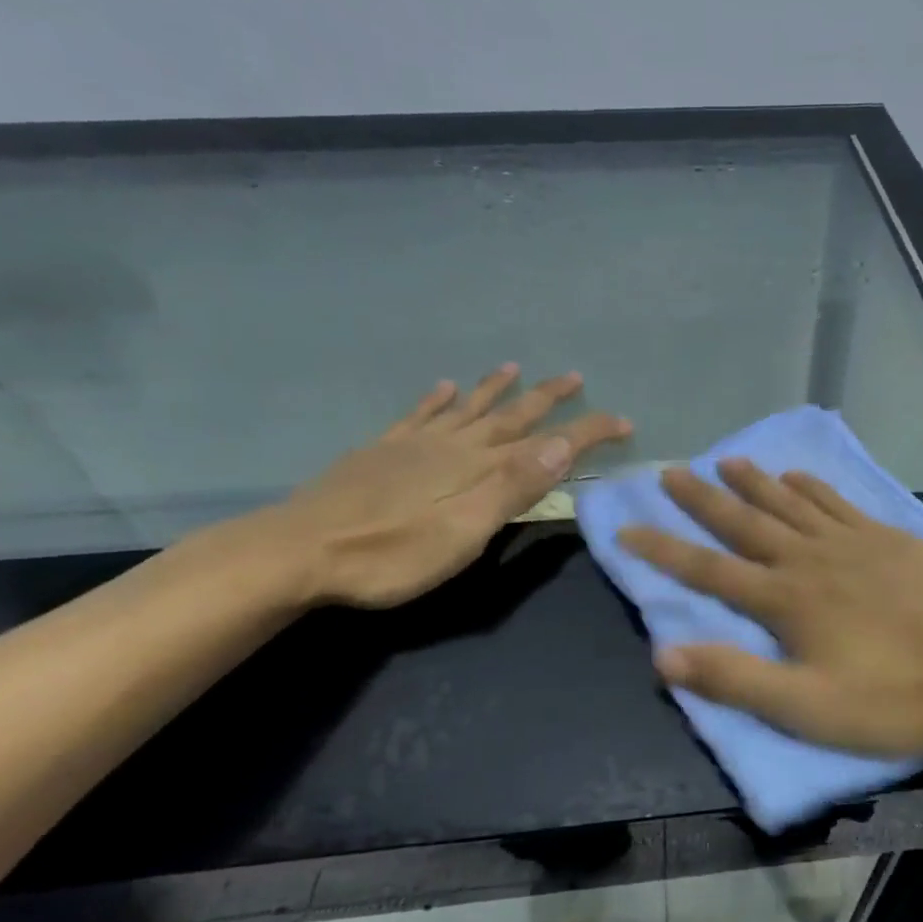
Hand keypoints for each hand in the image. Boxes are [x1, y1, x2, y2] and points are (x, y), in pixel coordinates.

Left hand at [275, 364, 630, 608]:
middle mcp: (452, 446)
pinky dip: (436, 400)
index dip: (587, 430)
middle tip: (574, 376)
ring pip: (465, 409)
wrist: (299, 551)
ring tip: (513, 368)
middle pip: (508, 415)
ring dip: (494, 389)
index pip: (547, 442)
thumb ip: (513, 487)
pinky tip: (443, 387)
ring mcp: (413, 445)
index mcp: (478, 467)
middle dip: (546, 398)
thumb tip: (560, 443)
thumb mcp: (465, 530)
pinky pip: (417, 416)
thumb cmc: (391, 553)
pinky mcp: (380, 453)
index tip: (622, 421)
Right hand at [618, 459, 922, 757]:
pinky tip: (797, 476)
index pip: (708, 569)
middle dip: (701, 499)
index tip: (625, 526)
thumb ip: (735, 680)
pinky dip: (810, 487)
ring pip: (788, 503)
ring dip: (751, 483)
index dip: (663, 550)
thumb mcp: (809, 708)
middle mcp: (810, 558)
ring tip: (723, 460)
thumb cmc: (899, 697)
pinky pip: (836, 503)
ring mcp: (852, 542)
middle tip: (669, 470)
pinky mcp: (888, 538)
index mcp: (785, 600)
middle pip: (744, 522)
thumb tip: (663, 655)